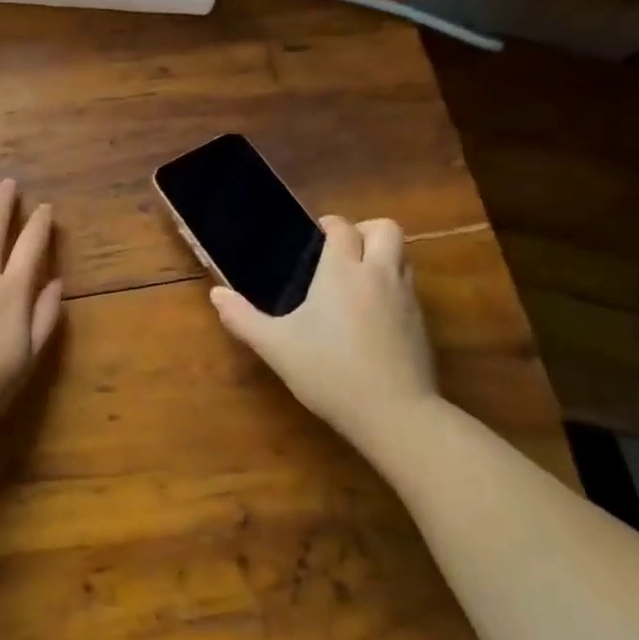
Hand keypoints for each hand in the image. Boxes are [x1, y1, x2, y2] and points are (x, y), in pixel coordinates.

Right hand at [210, 216, 438, 448]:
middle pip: (385, 229)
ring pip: (403, 255)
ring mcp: (406, 298)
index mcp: (342, 271)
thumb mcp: (276, 347)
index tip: (314, 238)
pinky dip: (392, 286)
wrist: (395, 414)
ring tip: (356, 280)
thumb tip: (216, 294)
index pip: (342, 228)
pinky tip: (372, 315)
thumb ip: (243, 318)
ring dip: (382, 256)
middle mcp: (378, 274)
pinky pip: (409, 288)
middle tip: (341, 253)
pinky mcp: (422, 324)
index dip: (329, 226)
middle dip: (365, 230)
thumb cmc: (329, 371)